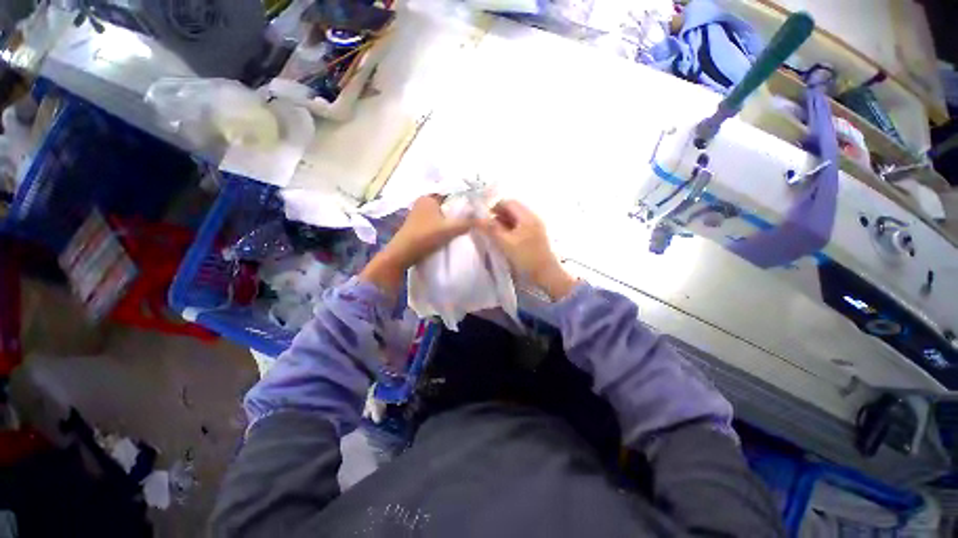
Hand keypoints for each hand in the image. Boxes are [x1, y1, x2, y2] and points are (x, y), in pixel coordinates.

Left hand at [360, 196, 474, 294]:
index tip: (475, 205)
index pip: (450, 193)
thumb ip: (467, 223)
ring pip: (440, 213)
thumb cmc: (424, 237)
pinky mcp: (418, 225)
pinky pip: (435, 221)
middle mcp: (422, 202)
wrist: (402, 254)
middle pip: (446, 204)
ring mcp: (418, 214)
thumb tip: (485, 219)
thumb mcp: (449, 229)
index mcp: (428, 197)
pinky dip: (443, 224)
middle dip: (457, 209)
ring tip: (465, 224)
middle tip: (473, 216)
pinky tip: (451, 231)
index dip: (463, 198)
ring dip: (450, 218)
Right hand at [481, 200, 576, 300]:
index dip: (493, 206)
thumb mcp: (506, 243)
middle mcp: (532, 219)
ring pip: (515, 220)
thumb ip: (491, 228)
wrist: (546, 276)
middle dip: (497, 215)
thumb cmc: (526, 258)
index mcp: (527, 216)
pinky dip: (508, 231)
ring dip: (502, 224)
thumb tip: (475, 217)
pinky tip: (501, 240)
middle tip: (484, 226)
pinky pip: (518, 229)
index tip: (481, 216)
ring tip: (491, 234)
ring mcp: (534, 229)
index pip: (508, 202)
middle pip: (512, 210)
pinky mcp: (534, 238)